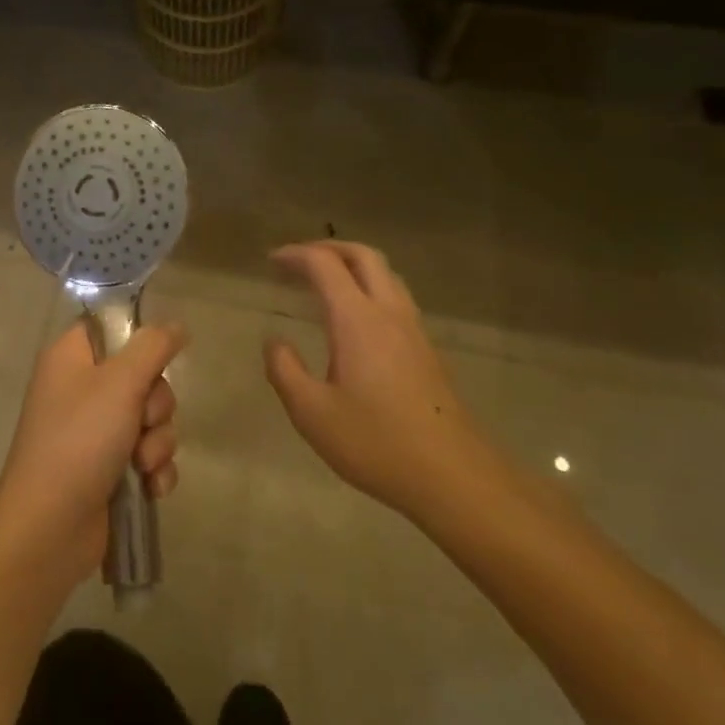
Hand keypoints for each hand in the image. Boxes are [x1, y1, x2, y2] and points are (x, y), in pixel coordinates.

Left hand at [0, 320, 184, 585]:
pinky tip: (150, 488)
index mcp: (72, 357)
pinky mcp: (108, 469)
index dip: (138, 341)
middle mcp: (82, 389)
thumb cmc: (79, 441)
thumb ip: (153, 347)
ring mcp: (94, 431)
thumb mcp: (120, 384)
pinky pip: (148, 456)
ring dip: (158, 443)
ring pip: (151, 419)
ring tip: (142, 465)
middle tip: (142, 423)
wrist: (49, 529)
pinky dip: (154, 471)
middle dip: (155, 406)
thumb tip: (176, 325)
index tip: (154, 361)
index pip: (112, 327)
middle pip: (142, 375)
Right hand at [265, 241, 495, 522]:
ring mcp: (413, 329)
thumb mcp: (312, 413)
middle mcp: (388, 312)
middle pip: (362, 255)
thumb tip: (274, 342)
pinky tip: (356, 318)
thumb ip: (285, 370)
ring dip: (352, 265)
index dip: (295, 255)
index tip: (271, 261)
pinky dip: (369, 287)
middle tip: (299, 261)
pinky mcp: (426, 349)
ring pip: (385, 274)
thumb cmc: (376, 442)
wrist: (453, 475)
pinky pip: (395, 296)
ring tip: (325, 281)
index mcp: (356, 319)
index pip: (324, 264)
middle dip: (328, 248)